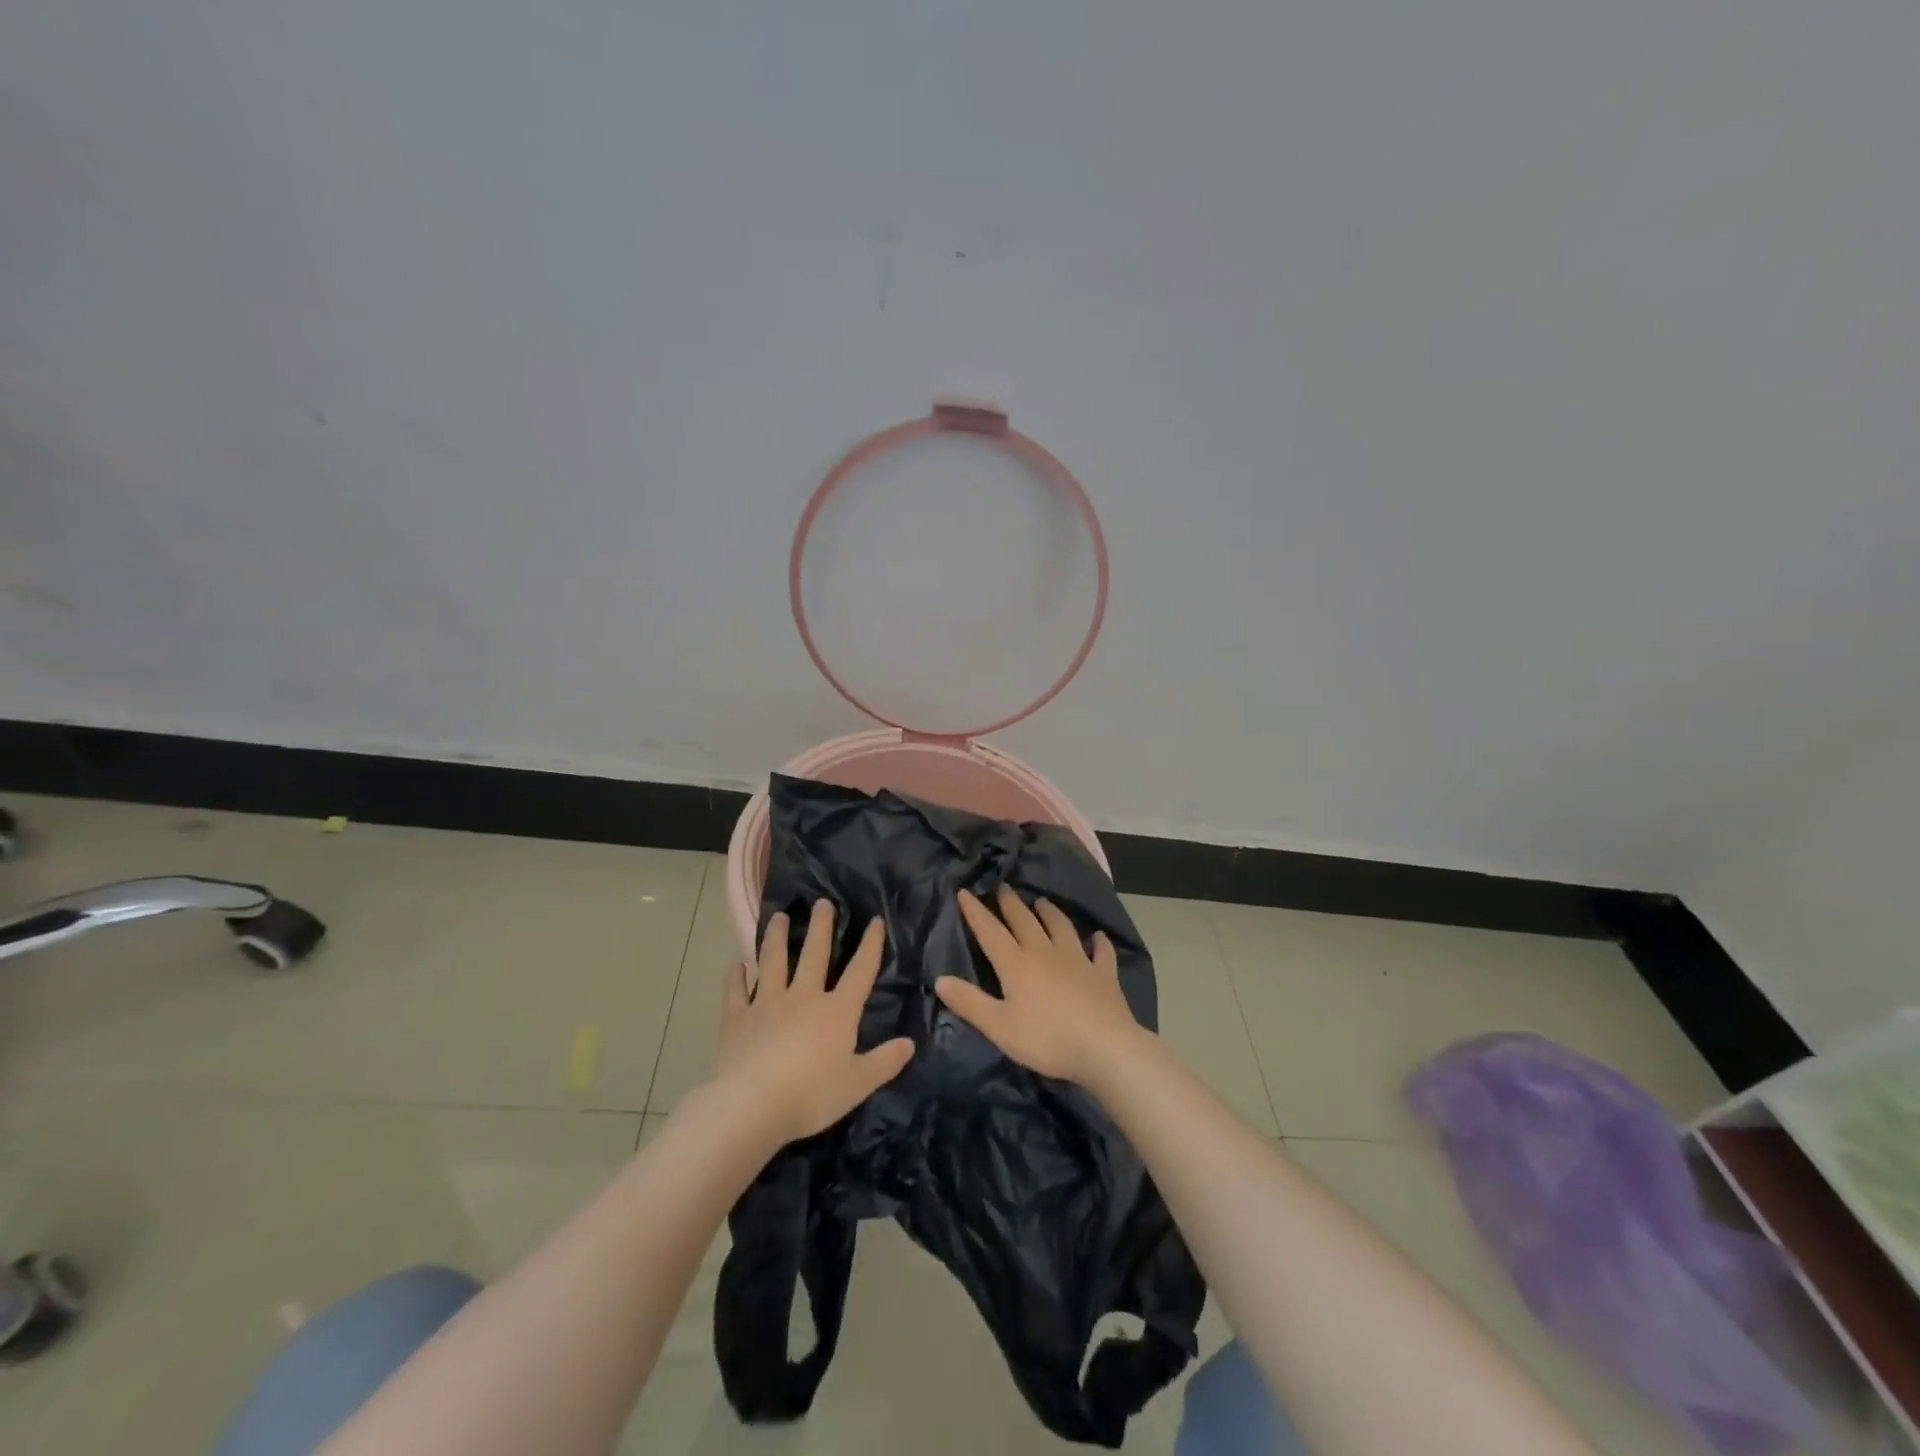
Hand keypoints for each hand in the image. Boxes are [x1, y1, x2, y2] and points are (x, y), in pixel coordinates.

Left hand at [716, 899, 914, 1147]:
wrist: (753, 1106)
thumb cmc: (811, 1096)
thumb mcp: (858, 1084)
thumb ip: (885, 1062)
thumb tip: (910, 1043)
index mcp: (837, 1011)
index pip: (860, 971)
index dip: (870, 945)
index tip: (875, 920)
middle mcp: (803, 998)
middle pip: (814, 955)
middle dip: (820, 927)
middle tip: (822, 902)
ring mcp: (768, 1005)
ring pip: (773, 962)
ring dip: (776, 938)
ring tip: (778, 917)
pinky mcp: (738, 1019)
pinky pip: (736, 992)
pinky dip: (736, 977)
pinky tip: (737, 964)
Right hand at [936, 886, 1148, 1086]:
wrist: (1104, 1047)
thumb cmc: (1046, 1039)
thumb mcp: (999, 1027)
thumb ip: (970, 1002)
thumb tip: (940, 979)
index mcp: (1017, 964)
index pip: (991, 932)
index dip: (976, 912)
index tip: (965, 892)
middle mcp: (1045, 953)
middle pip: (1025, 921)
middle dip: (1011, 904)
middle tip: (1003, 887)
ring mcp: (1078, 960)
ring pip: (1061, 928)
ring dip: (1050, 913)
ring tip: (1042, 902)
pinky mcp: (1103, 974)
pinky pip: (1101, 952)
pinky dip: (1099, 943)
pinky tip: (1098, 937)